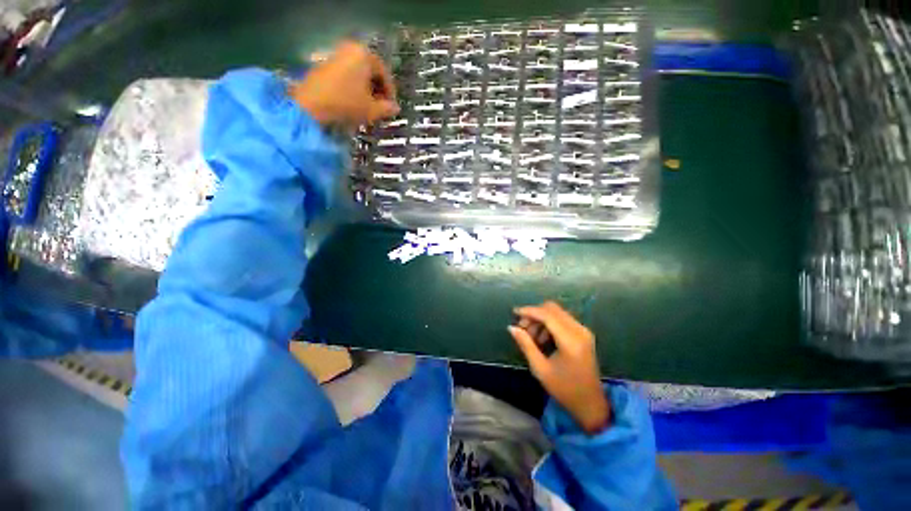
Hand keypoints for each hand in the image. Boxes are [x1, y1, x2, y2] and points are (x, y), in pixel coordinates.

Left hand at [291, 41, 399, 126]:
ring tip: (368, 108)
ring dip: (366, 91)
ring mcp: (335, 55)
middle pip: (371, 72)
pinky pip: (346, 76)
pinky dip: (353, 89)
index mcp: (364, 55)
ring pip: (358, 75)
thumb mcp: (372, 109)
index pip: (385, 74)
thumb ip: (387, 108)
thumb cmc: (346, 104)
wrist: (310, 106)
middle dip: (378, 92)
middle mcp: (350, 49)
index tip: (392, 108)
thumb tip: (396, 108)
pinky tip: (354, 103)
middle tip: (381, 108)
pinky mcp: (324, 65)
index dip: (390, 93)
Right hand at [508, 301, 610, 433]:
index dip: (529, 311)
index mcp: (570, 341)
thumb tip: (511, 327)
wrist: (590, 403)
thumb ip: (526, 345)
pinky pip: (562, 319)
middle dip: (534, 314)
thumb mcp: (540, 369)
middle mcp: (579, 331)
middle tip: (522, 328)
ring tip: (531, 337)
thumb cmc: (564, 389)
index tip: (514, 312)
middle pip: (552, 309)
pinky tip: (543, 338)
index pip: (547, 315)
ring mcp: (583, 331)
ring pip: (557, 312)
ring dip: (541, 319)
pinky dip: (549, 323)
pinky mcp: (583, 334)